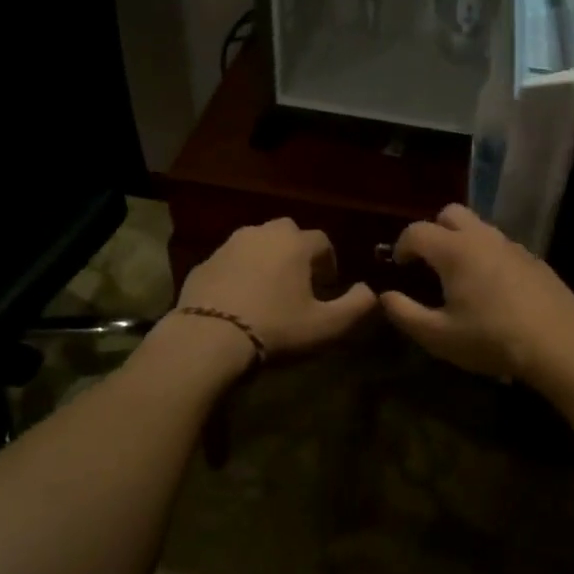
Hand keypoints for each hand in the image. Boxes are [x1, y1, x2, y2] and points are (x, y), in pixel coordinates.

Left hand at [175, 218, 376, 357]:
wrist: (207, 339)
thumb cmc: (276, 329)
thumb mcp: (328, 326)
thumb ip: (358, 306)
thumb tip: (369, 291)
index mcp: (295, 243)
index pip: (322, 242)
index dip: (328, 263)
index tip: (327, 289)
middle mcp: (262, 234)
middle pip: (288, 234)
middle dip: (297, 254)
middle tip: (298, 285)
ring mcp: (228, 246)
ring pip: (257, 244)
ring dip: (267, 260)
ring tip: (268, 292)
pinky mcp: (204, 263)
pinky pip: (230, 262)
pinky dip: (239, 273)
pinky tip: (239, 301)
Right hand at [379, 204, 573, 380]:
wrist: (559, 342)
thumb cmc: (491, 338)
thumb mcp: (439, 336)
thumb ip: (405, 314)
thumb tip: (385, 297)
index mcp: (454, 250)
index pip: (417, 231)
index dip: (402, 245)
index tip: (399, 266)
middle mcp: (482, 237)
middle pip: (450, 213)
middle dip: (434, 230)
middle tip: (429, 262)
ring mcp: (512, 245)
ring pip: (479, 228)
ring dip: (462, 242)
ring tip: (460, 276)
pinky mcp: (534, 259)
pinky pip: (501, 246)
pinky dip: (488, 256)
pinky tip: (493, 289)